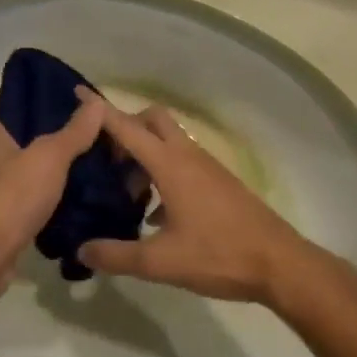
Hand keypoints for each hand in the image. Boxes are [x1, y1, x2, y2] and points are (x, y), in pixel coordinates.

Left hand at [0, 97, 106, 293]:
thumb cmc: (11, 197)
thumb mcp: (50, 157)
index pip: (26, 114)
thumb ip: (74, 131)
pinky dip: (46, 205)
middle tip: (99, 151)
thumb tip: (96, 102)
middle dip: (62, 150)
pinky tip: (74, 207)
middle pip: (30, 146)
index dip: (58, 115)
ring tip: (94, 178)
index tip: (90, 121)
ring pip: (29, 177)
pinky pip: (26, 204)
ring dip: (55, 180)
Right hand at [75, 91, 312, 302]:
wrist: (279, 264)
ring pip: (169, 142)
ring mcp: (207, 167)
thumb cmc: (218, 255)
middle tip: (105, 157)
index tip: (77, 92)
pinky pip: (182, 163)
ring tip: (124, 192)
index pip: (127, 128)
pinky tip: (153, 215)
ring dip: (144, 154)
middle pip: (153, 120)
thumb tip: (82, 250)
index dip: (100, 111)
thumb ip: (116, 255)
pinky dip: (162, 173)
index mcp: (170, 165)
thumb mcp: (160, 262)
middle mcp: (188, 156)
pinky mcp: (219, 182)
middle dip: (126, 127)